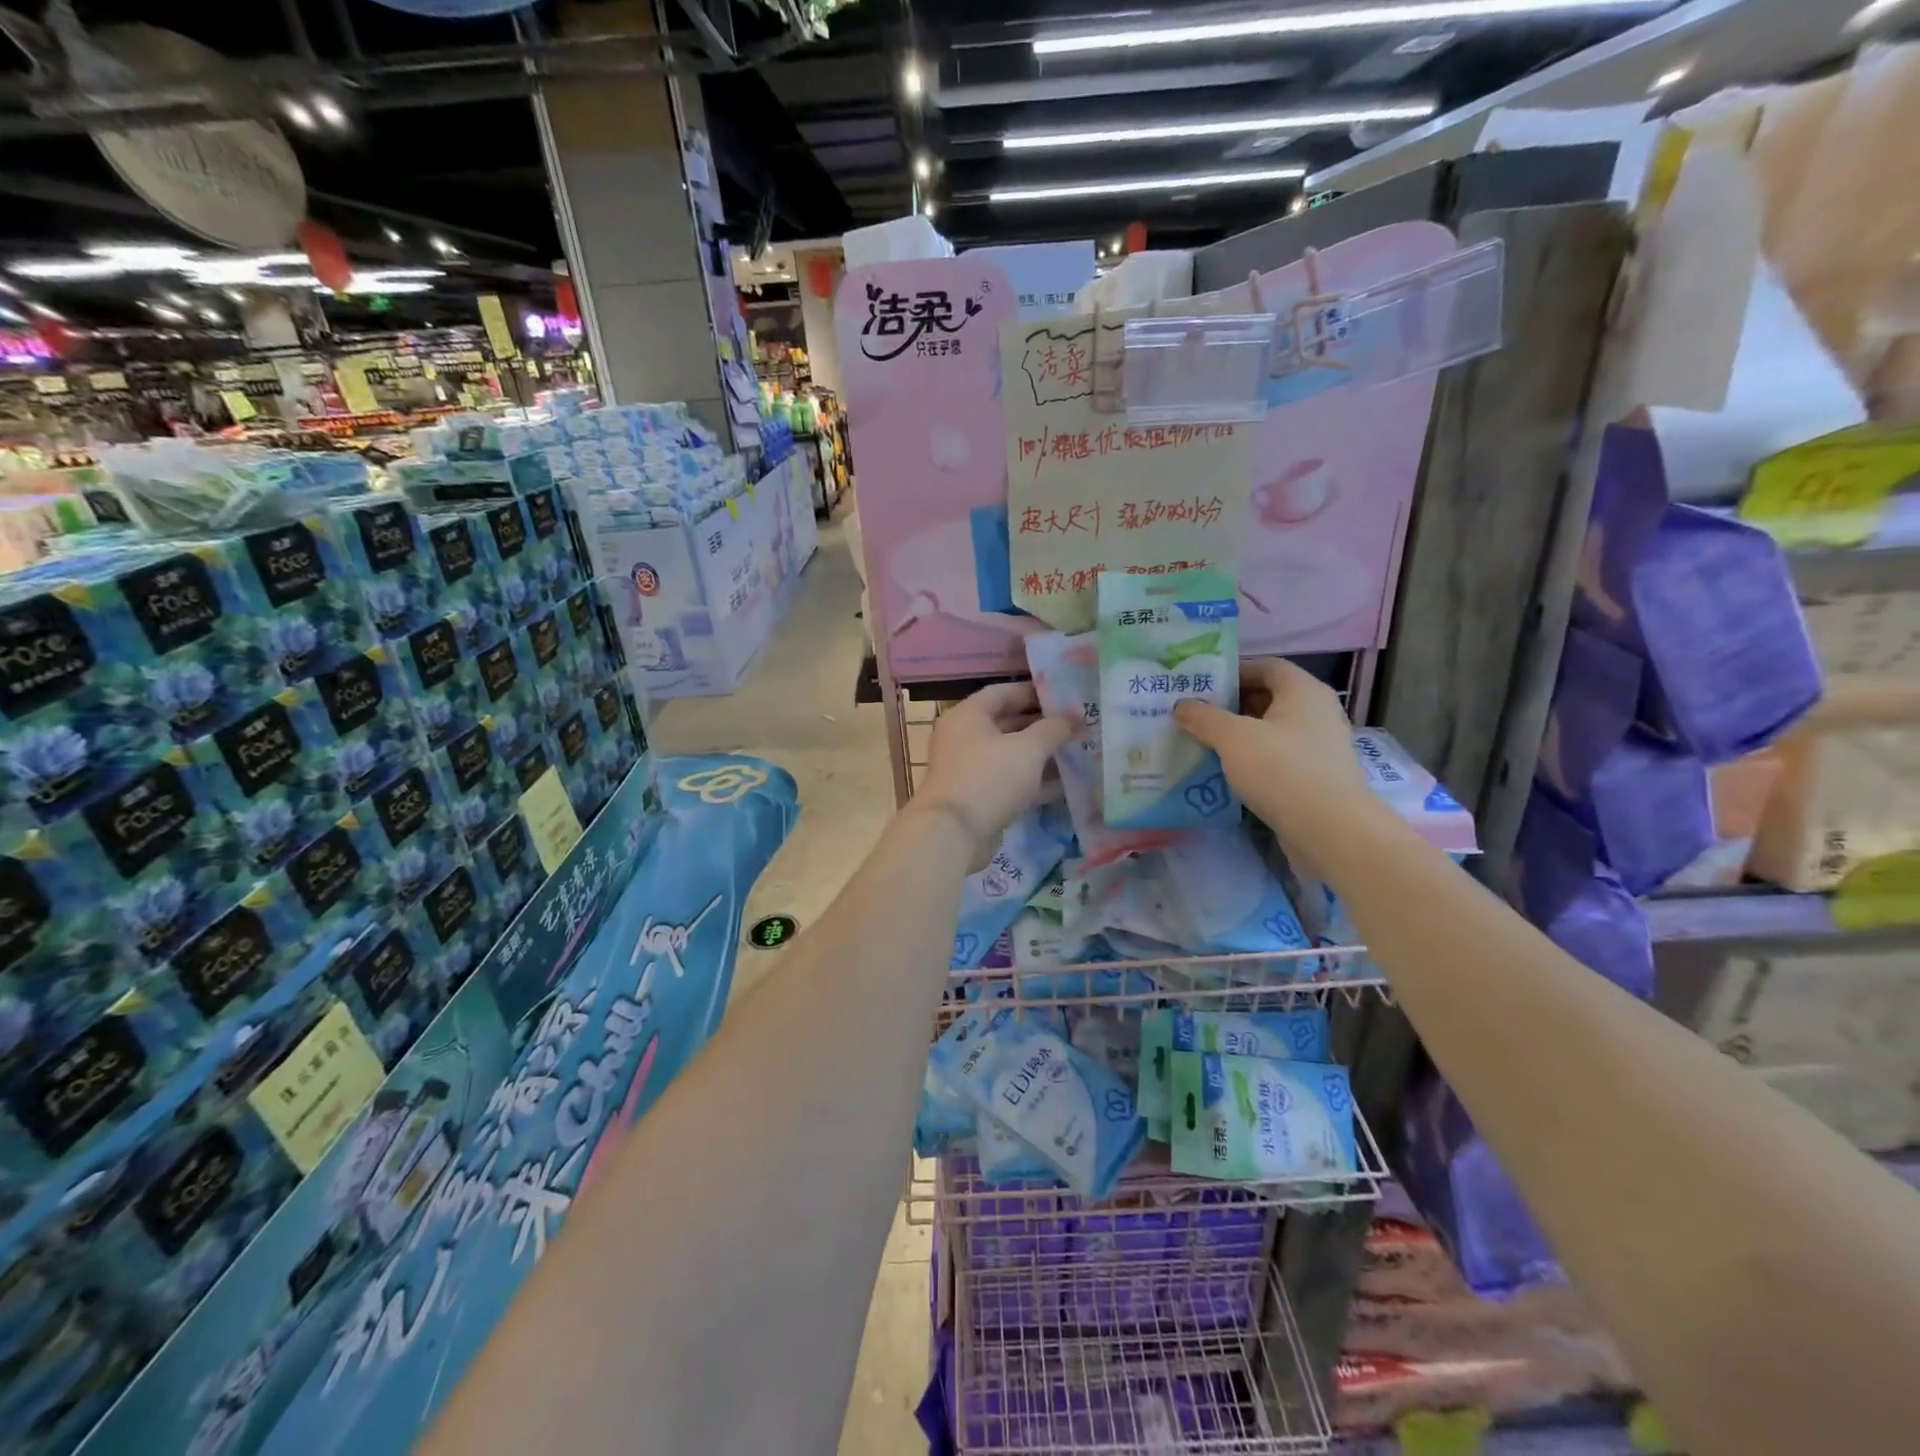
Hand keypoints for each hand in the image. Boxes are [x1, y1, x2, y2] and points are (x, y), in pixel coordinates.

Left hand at [916, 682, 1074, 863]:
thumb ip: (1054, 728)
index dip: (1034, 691)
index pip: (1002, 692)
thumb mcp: (1028, 749)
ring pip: (1011, 755)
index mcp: (968, 715)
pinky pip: (1010, 781)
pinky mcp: (979, 797)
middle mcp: (964, 738)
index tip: (1065, 695)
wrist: (954, 834)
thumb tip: (1075, 714)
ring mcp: (970, 769)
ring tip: (1077, 750)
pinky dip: (1034, 781)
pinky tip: (1066, 783)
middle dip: (1042, 725)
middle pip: (1007, 723)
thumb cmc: (989, 778)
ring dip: (1041, 754)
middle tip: (1077, 724)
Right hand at [1173, 658, 1364, 829]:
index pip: (1266, 666)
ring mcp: (1320, 746)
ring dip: (1239, 735)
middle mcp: (1317, 712)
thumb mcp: (1233, 738)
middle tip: (1195, 716)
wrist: (1330, 830)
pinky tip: (1227, 773)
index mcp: (1303, 691)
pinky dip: (1253, 760)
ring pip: (1272, 730)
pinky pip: (1278, 757)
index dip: (1233, 672)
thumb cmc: (1281, 770)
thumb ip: (1204, 718)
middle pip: (1269, 697)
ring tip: (1204, 744)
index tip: (1201, 687)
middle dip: (1231, 706)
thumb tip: (1182, 705)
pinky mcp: (1316, 776)